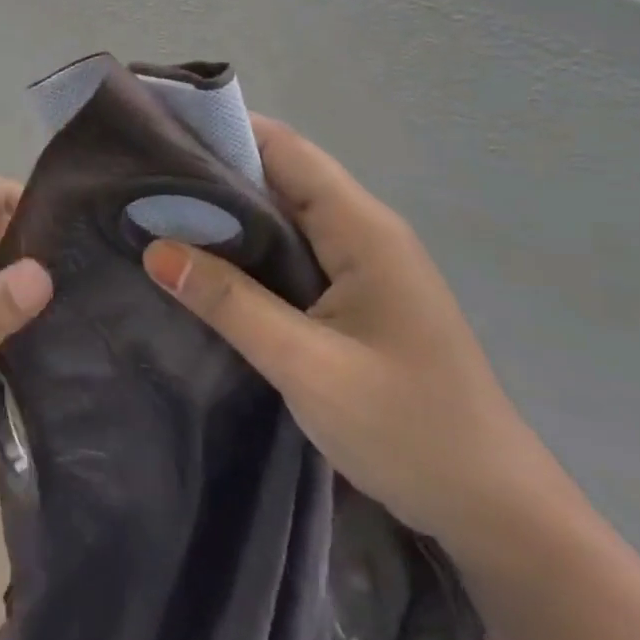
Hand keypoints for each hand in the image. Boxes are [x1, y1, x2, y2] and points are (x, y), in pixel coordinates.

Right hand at [141, 116, 562, 558]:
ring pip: (285, 213)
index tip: (162, 129)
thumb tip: (155, 249)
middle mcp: (363, 230)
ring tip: (159, 208)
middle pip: (282, 174)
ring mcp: (362, 263)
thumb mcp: (306, 366)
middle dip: (217, 168)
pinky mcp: (355, 294)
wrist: (493, 510)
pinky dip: (249, 245)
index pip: (285, 150)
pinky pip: (293, 249)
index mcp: (361, 228)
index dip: (225, 130)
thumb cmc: (407, 430)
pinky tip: (207, 259)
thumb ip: (230, 302)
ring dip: (230, 209)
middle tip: (145, 174)